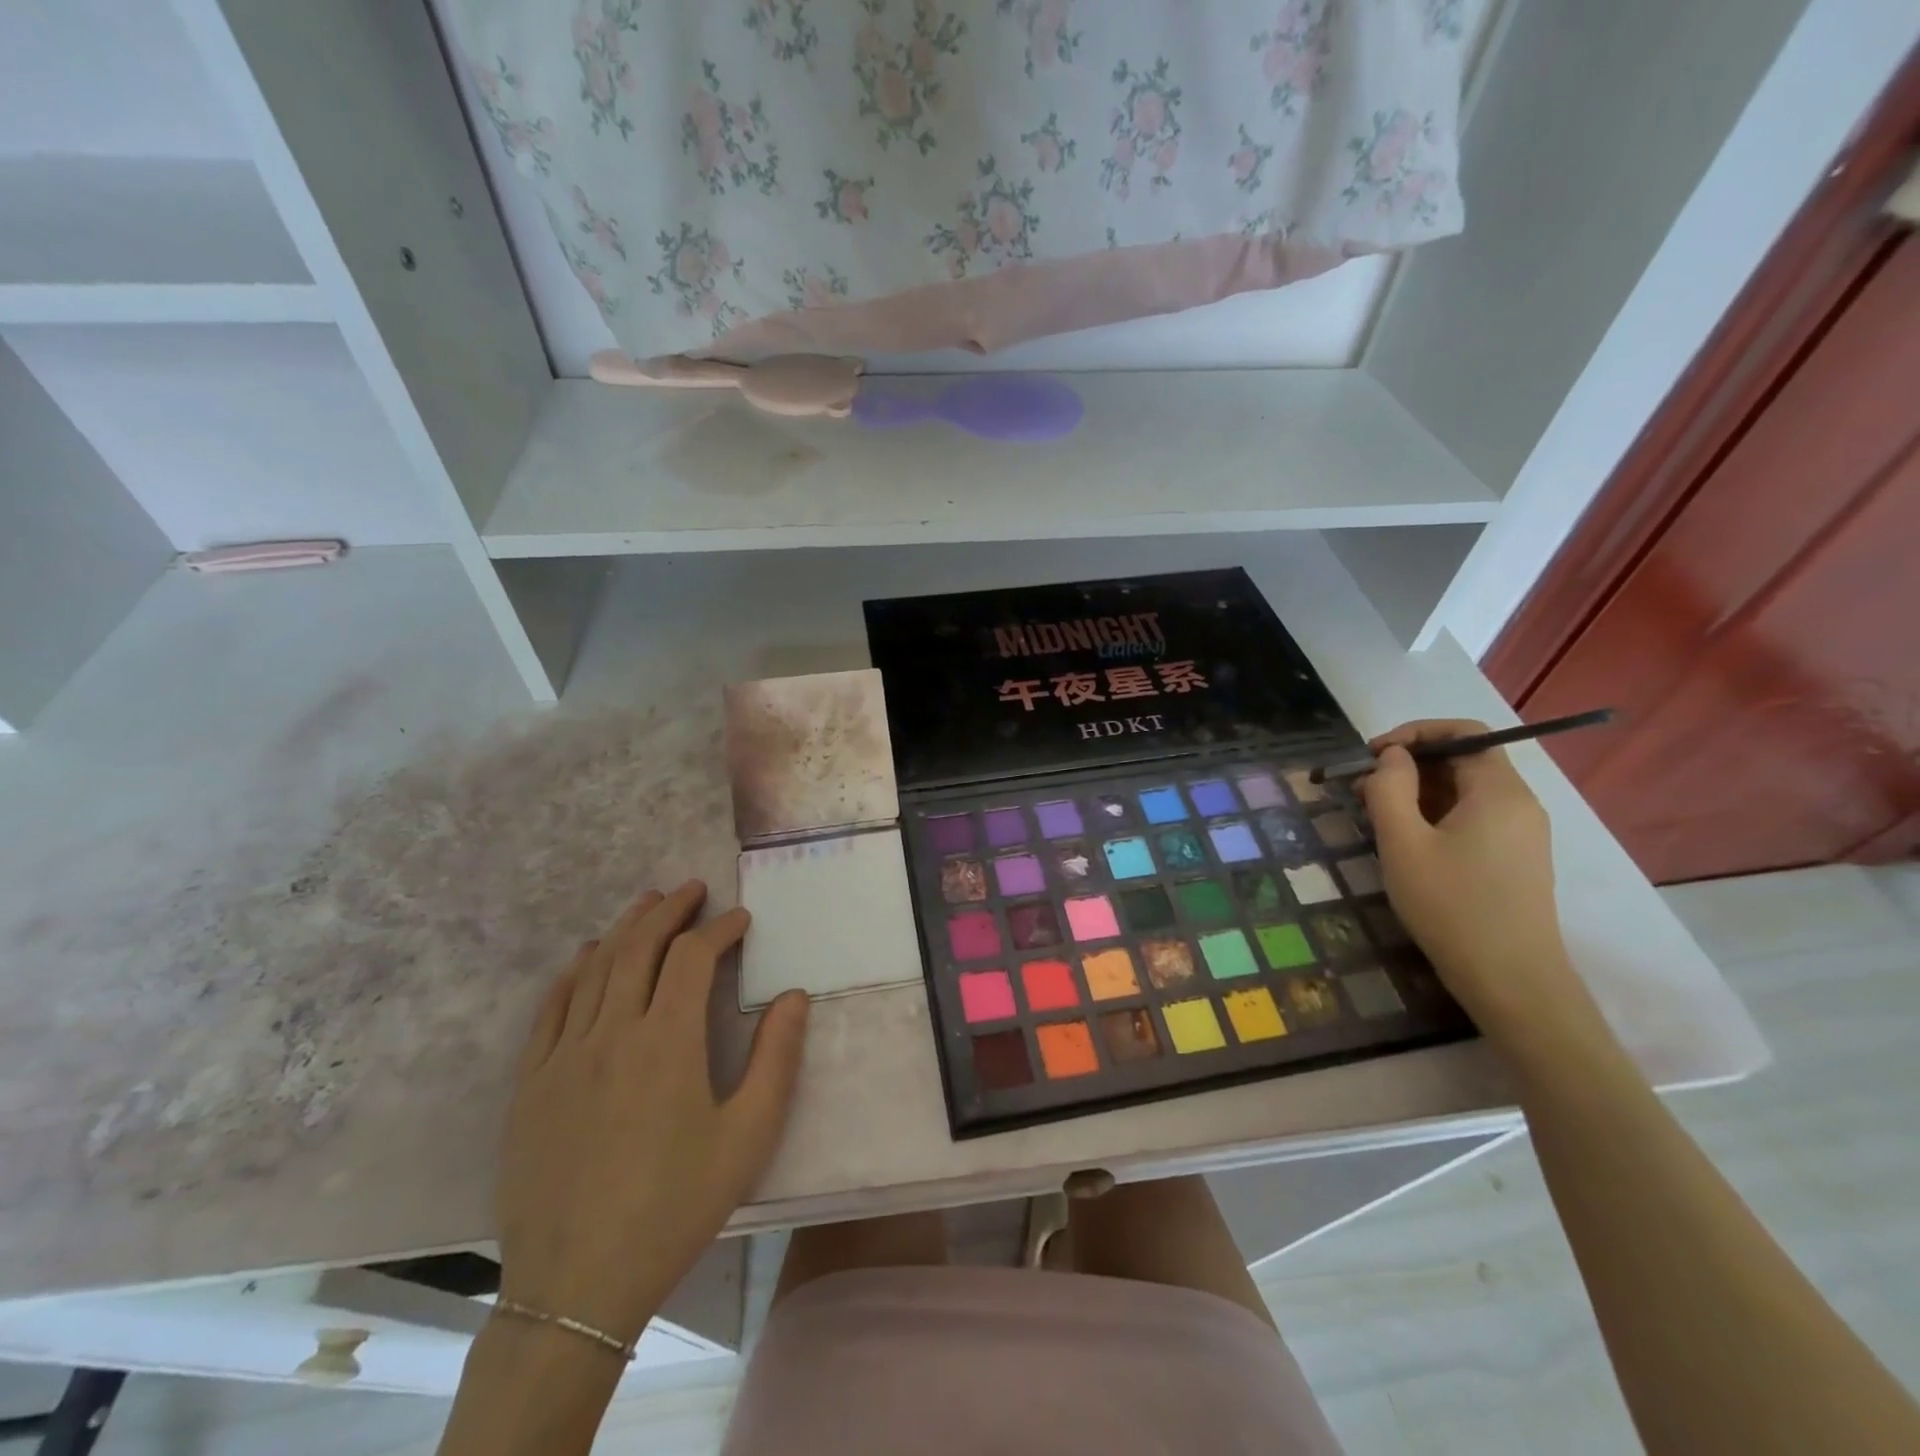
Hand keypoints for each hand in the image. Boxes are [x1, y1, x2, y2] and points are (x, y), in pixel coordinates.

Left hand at [495, 881, 809, 1344]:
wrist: (577, 1285)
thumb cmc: (675, 1206)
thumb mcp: (748, 1136)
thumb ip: (777, 1059)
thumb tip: (794, 995)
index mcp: (667, 1041)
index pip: (693, 957)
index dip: (720, 929)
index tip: (740, 920)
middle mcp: (613, 1032)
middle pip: (640, 947)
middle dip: (670, 910)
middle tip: (693, 889)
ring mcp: (564, 1055)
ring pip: (595, 968)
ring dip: (625, 927)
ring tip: (648, 903)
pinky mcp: (531, 1082)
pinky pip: (552, 1007)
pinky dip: (574, 971)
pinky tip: (588, 957)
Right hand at [1357, 720, 1596, 1042]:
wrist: (1511, 981)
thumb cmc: (1452, 906)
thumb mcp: (1403, 843)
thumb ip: (1390, 789)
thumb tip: (1392, 758)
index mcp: (1498, 791)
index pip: (1464, 733)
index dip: (1415, 733)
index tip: (1373, 755)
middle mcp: (1519, 803)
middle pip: (1463, 761)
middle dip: (1409, 766)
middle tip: (1362, 790)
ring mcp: (1521, 833)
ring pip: (1464, 791)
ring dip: (1417, 792)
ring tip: (1375, 817)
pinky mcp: (1515, 858)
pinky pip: (1472, 817)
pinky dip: (1435, 815)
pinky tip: (1406, 842)